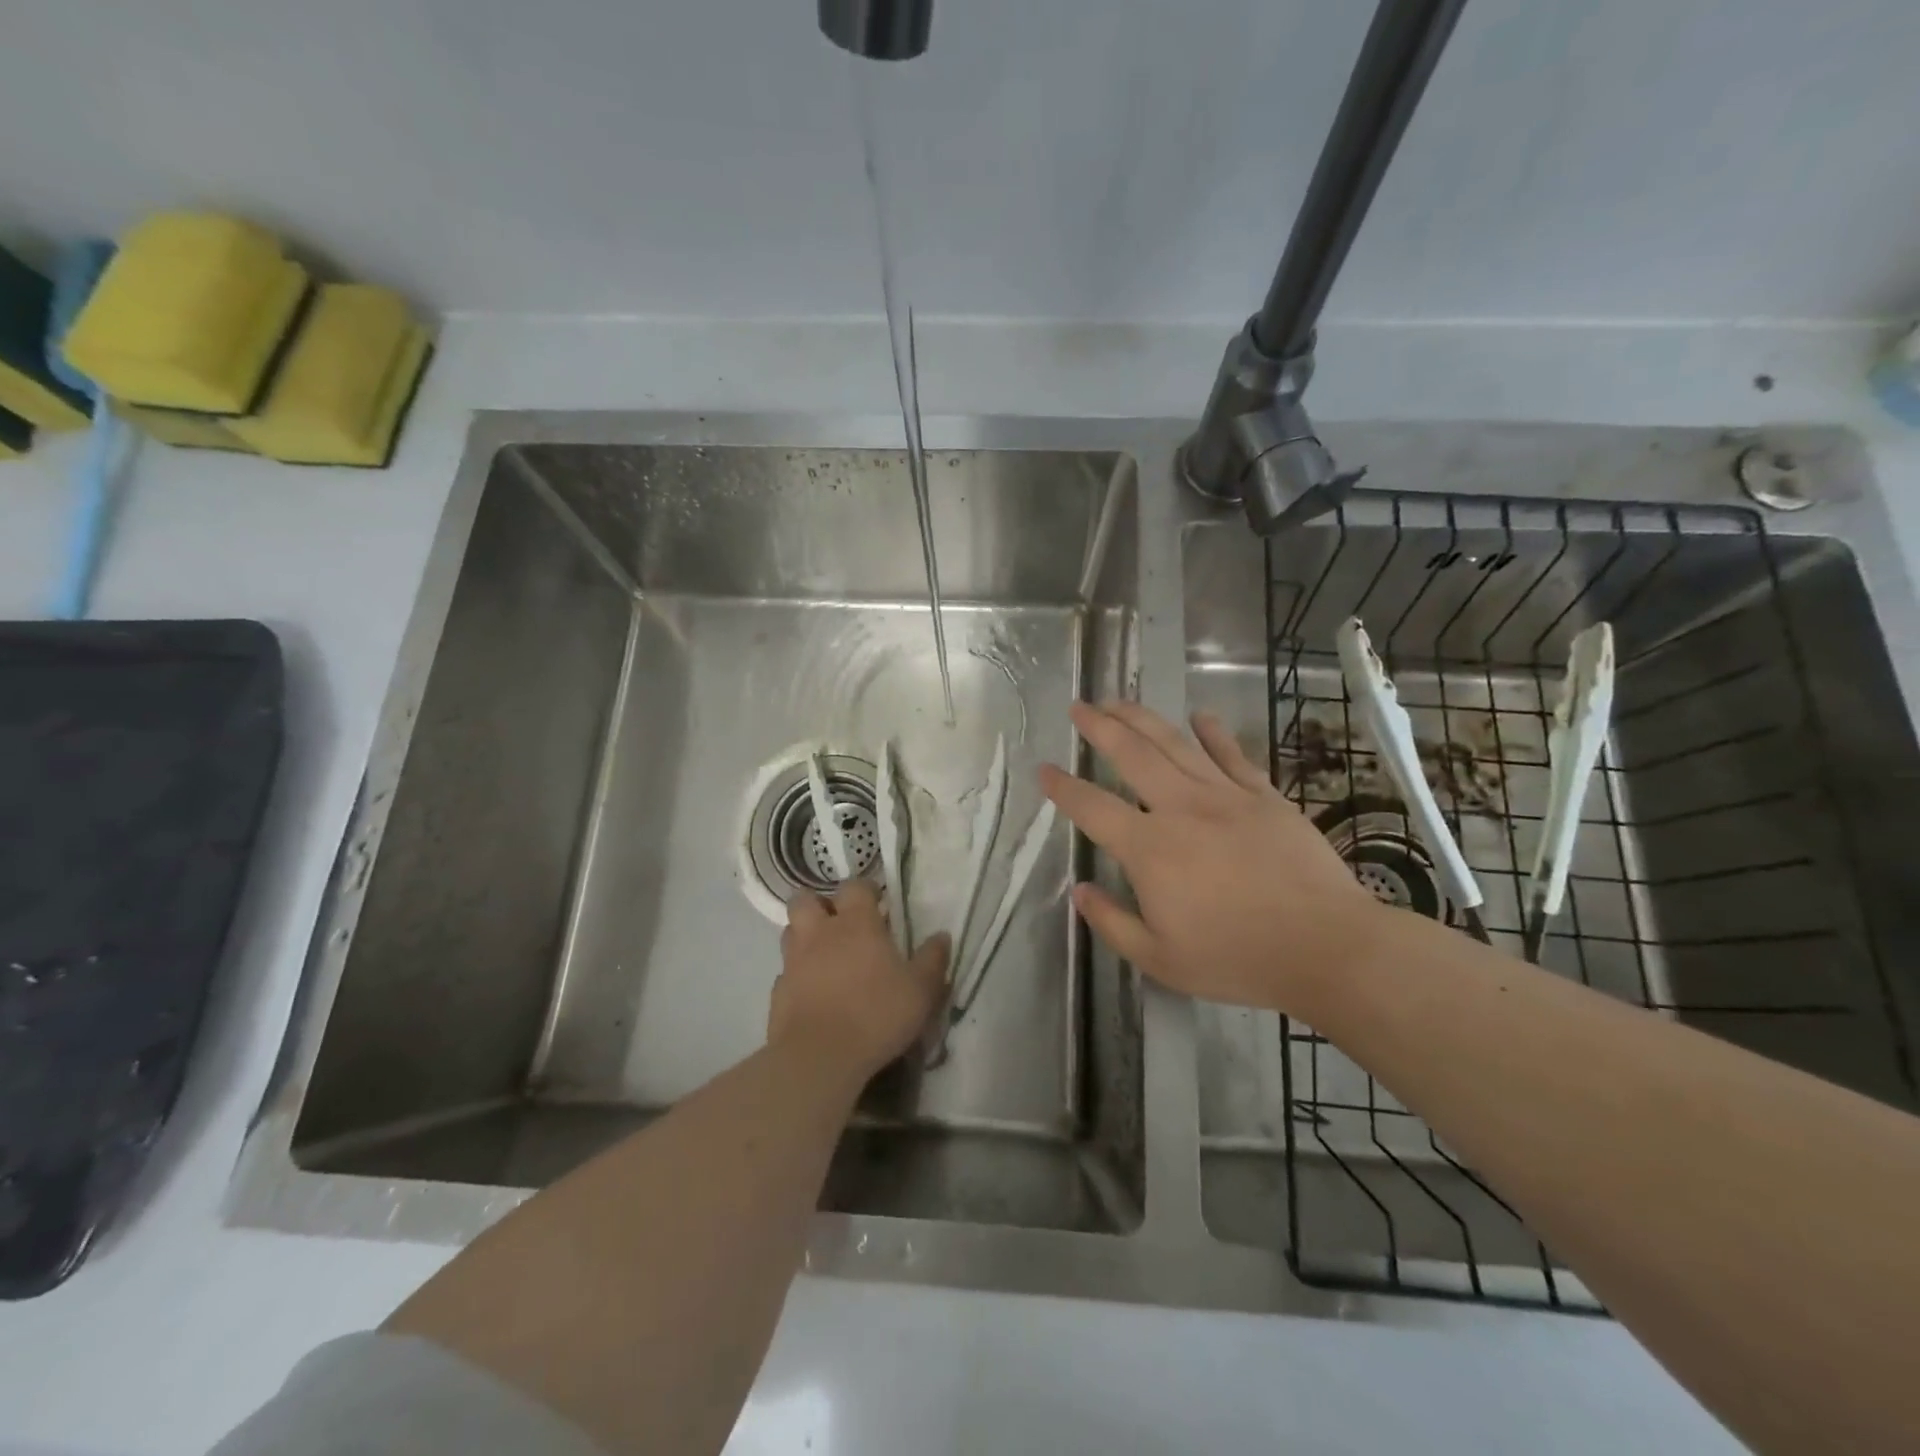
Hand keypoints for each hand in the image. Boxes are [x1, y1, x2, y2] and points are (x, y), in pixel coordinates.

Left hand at [771, 882, 950, 1083]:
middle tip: (839, 922)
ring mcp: (794, 961)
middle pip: (805, 899)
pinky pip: (785, 972)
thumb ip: (932, 960)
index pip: (854, 886)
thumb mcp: (921, 990)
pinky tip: (812, 992)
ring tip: (824, 954)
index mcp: (856, 923)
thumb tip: (942, 936)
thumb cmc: (877, 1014)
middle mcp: (820, 933)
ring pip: (790, 932)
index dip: (864, 889)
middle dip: (820, 904)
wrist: (820, 1057)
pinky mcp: (778, 992)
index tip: (876, 901)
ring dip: (804, 935)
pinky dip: (797, 975)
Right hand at [1040, 702, 1387, 1015]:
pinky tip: (1200, 716)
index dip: (1063, 787)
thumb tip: (1080, 890)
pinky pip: (1232, 754)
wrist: (1325, 947)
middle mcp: (1181, 809)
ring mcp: (1225, 796)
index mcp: (1150, 849)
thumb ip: (1112, 922)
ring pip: (1175, 744)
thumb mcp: (1160, 959)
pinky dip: (1213, 732)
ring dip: (1142, 718)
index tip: (1044, 769)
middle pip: (1132, 755)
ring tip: (1119, 701)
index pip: (1092, 807)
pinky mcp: (1263, 796)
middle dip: (1100, 727)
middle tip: (1079, 707)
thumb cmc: (1236, 958)